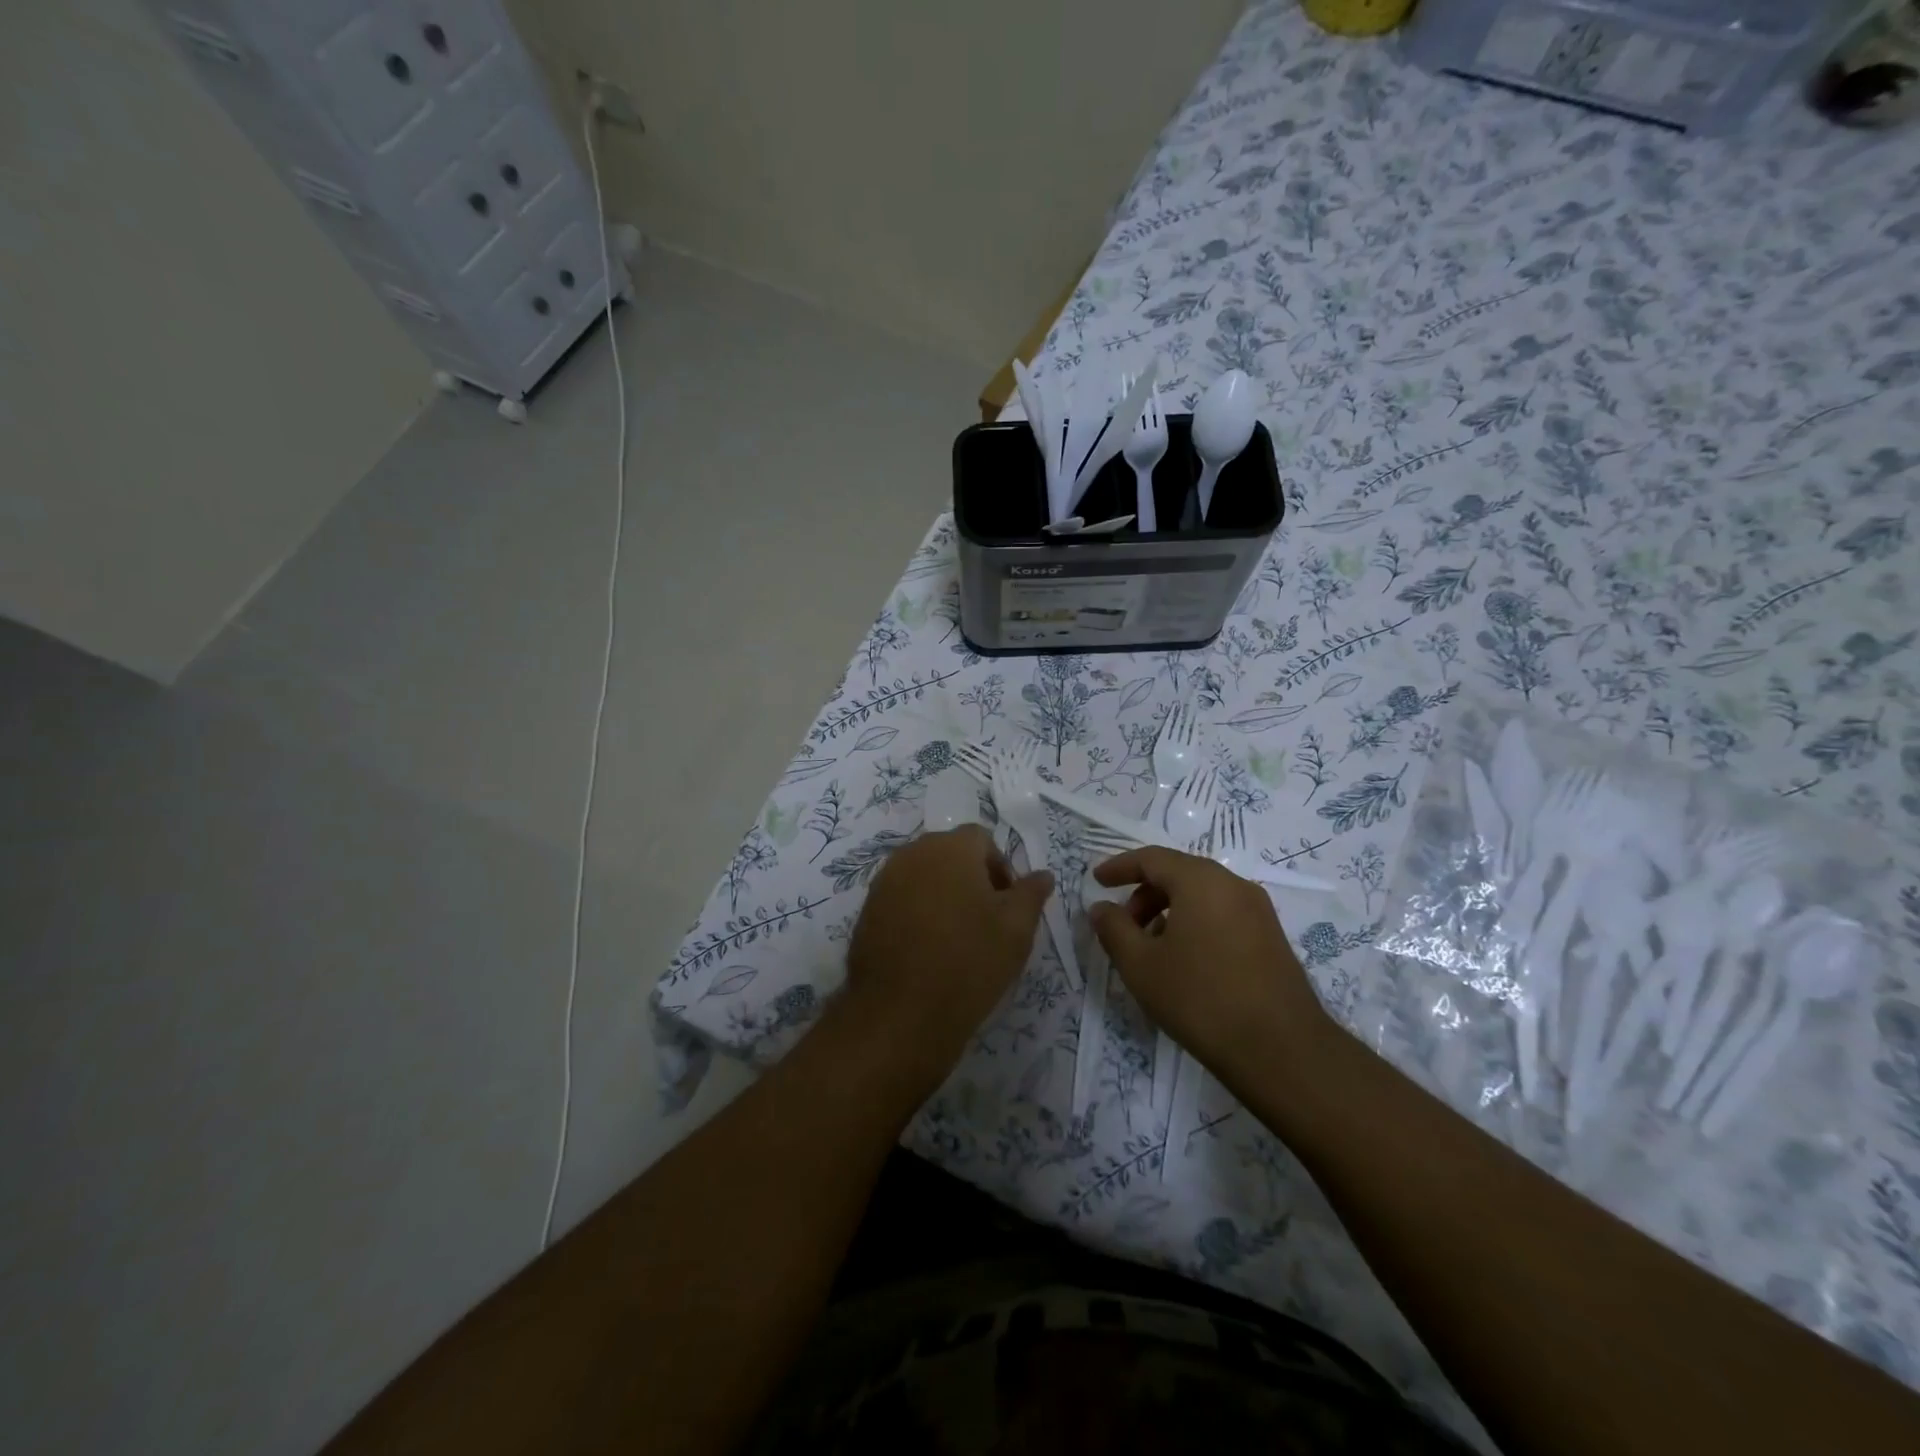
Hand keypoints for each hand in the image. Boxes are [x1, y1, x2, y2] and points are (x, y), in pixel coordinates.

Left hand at [843, 825, 1052, 1085]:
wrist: (901, 1013)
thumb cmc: (969, 962)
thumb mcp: (1017, 929)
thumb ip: (1031, 893)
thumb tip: (1042, 874)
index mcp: (951, 848)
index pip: (981, 840)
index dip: (1000, 868)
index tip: (1007, 905)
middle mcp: (913, 853)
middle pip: (950, 853)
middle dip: (971, 878)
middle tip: (986, 921)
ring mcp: (885, 881)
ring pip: (924, 875)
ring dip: (943, 894)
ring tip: (957, 937)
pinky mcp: (868, 909)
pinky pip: (902, 897)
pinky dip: (918, 912)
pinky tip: (928, 948)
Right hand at [1088, 847, 1330, 1081]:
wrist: (1282, 1050)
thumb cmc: (1200, 999)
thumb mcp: (1141, 965)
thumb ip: (1114, 929)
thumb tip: (1101, 907)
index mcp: (1200, 881)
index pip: (1152, 858)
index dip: (1120, 867)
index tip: (1097, 881)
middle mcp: (1233, 885)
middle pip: (1179, 873)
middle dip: (1144, 893)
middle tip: (1123, 925)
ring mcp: (1258, 910)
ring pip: (1202, 895)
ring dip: (1169, 909)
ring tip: (1151, 947)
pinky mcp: (1271, 937)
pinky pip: (1222, 913)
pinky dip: (1195, 922)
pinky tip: (1185, 960)